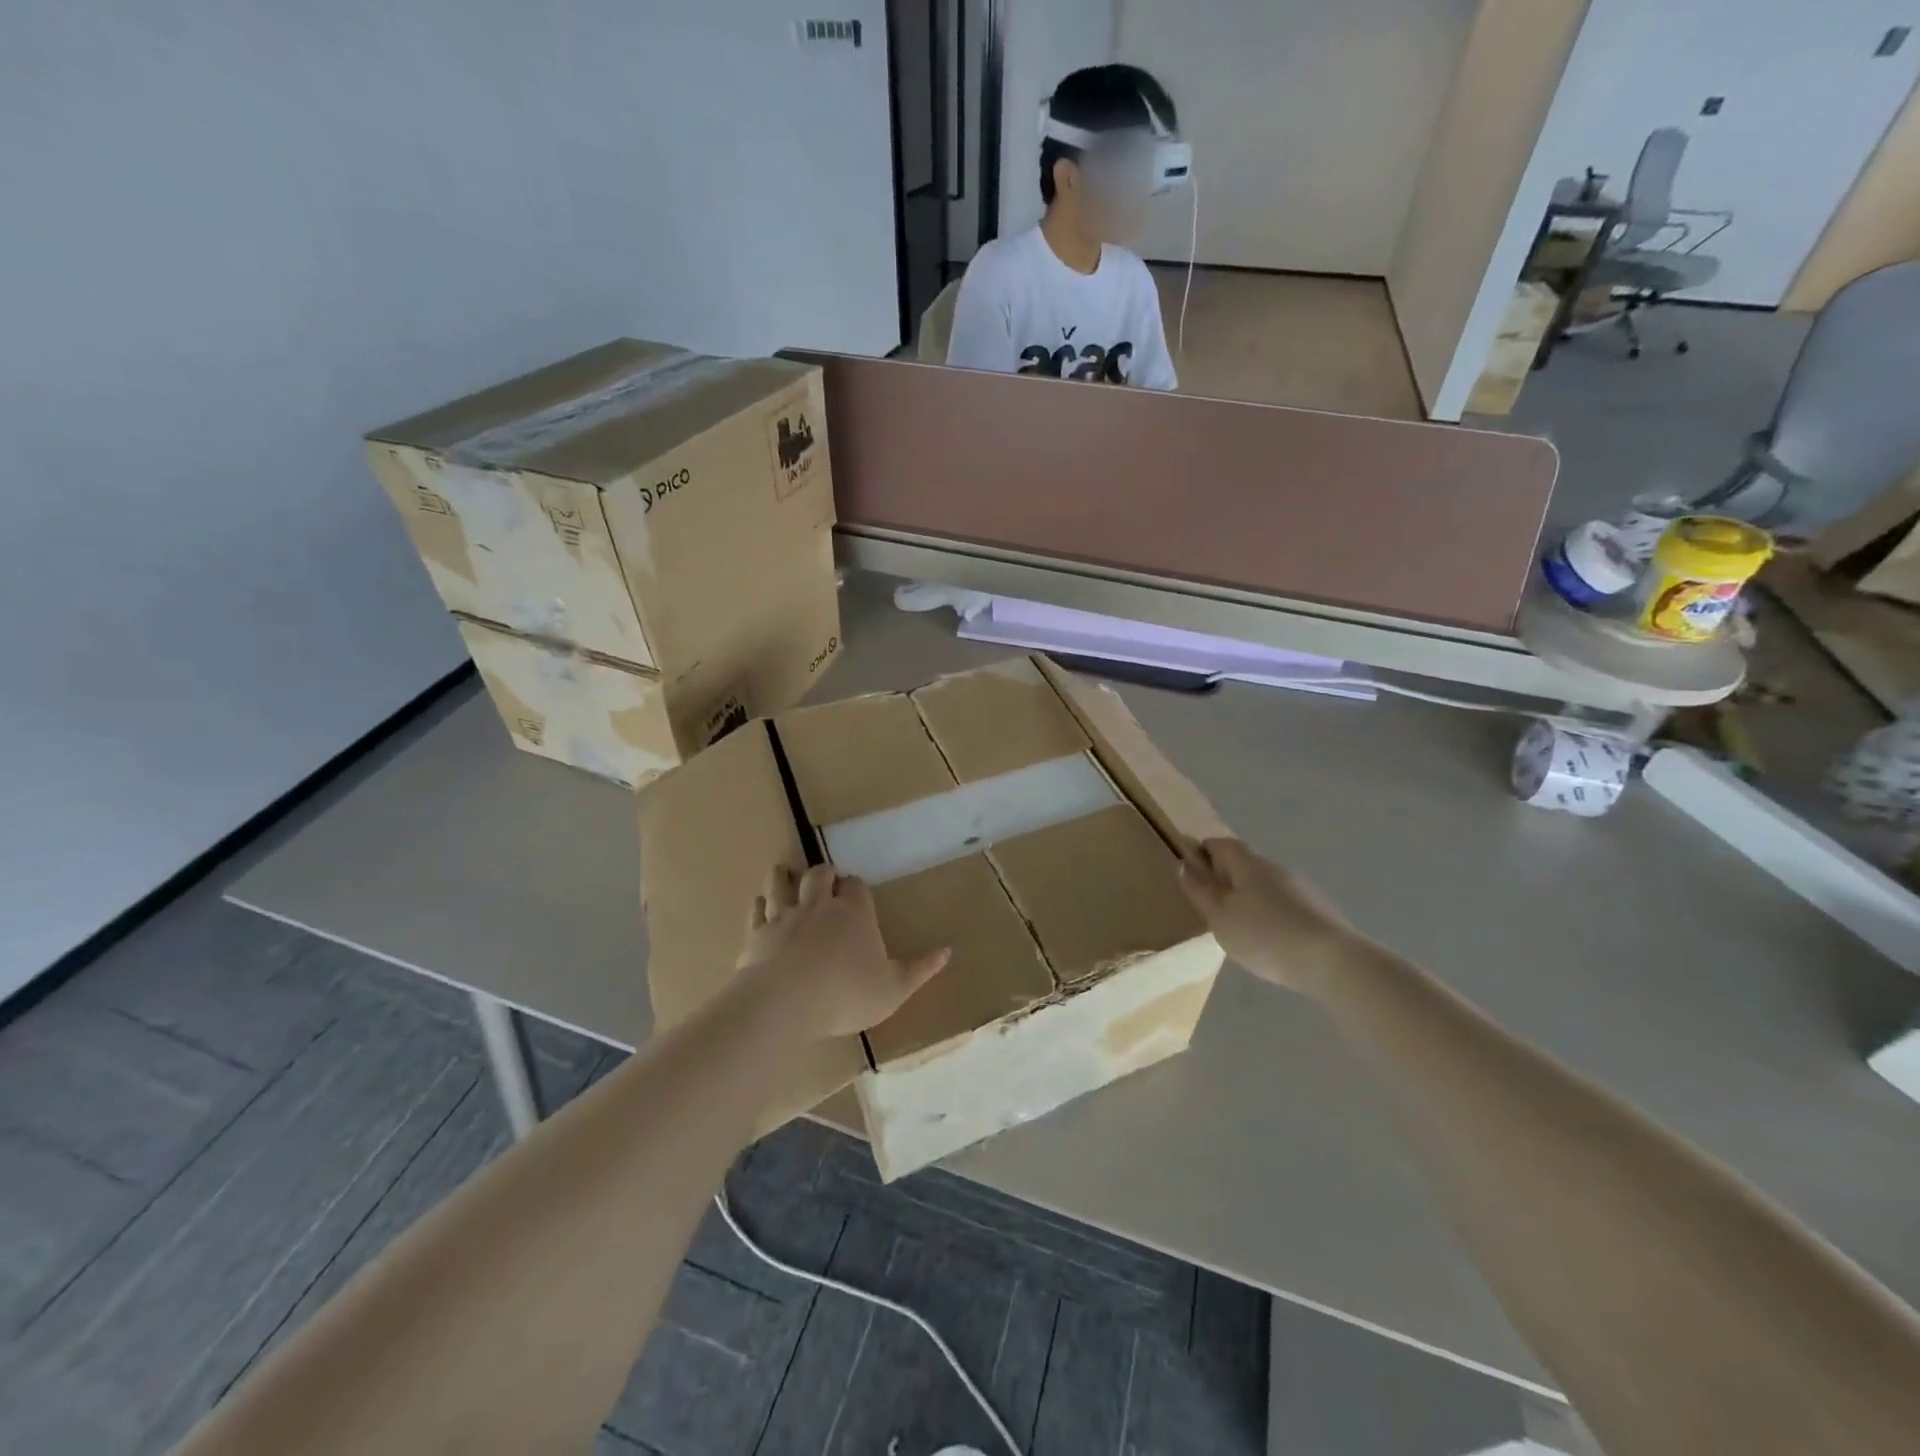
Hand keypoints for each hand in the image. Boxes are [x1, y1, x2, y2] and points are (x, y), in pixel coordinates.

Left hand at [735, 865, 951, 1040]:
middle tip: (825, 880)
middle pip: (819, 874)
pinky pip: (757, 909)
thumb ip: (920, 970)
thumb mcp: (894, 989)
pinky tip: (760, 904)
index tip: (856, 892)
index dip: (856, 886)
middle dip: (823, 874)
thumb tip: (948, 951)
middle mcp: (819, 905)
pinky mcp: (756, 932)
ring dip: (785, 876)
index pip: (857, 885)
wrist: (785, 1003)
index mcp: (854, 913)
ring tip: (787, 874)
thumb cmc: (846, 994)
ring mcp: (784, 915)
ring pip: (782, 882)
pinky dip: (760, 904)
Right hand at [1176, 838, 1355, 995]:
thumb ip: (1200, 891)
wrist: (1333, 962)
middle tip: (1209, 902)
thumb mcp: (1220, 917)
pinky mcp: (1316, 910)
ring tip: (1237, 925)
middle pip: (1243, 863)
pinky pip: (1282, 902)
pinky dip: (1269, 912)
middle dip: (1225, 876)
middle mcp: (1274, 867)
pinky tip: (1268, 938)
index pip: (1220, 843)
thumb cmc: (1265, 935)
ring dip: (1248, 896)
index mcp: (1247, 863)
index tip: (1190, 870)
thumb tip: (1184, 865)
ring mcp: (1300, 887)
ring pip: (1264, 884)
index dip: (1202, 851)